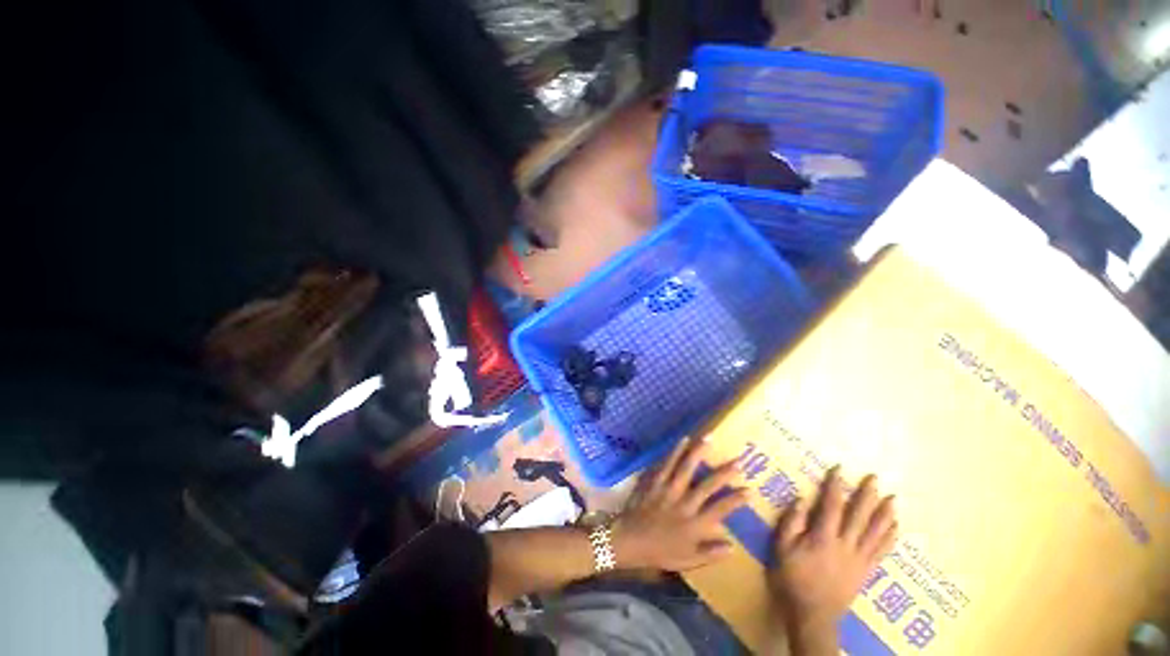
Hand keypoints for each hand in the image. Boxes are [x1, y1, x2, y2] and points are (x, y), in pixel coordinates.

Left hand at [614, 437, 748, 571]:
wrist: (630, 540)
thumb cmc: (659, 552)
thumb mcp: (687, 561)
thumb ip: (710, 553)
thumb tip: (733, 547)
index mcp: (694, 524)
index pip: (720, 510)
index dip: (735, 500)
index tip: (749, 490)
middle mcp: (684, 504)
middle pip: (706, 485)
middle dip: (723, 473)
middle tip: (738, 460)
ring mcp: (669, 490)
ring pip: (686, 468)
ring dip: (698, 453)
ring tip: (709, 438)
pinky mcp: (655, 481)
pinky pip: (667, 463)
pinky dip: (675, 451)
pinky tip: (683, 440)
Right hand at [769, 467, 896, 637]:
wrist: (813, 614)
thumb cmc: (793, 578)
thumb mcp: (782, 548)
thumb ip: (791, 523)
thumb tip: (801, 500)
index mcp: (823, 537)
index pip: (831, 505)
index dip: (835, 486)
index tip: (839, 469)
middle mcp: (846, 544)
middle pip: (859, 516)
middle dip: (867, 495)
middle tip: (875, 479)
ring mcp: (859, 558)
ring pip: (875, 532)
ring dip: (884, 514)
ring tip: (892, 499)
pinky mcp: (866, 571)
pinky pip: (881, 551)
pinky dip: (889, 537)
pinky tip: (895, 527)